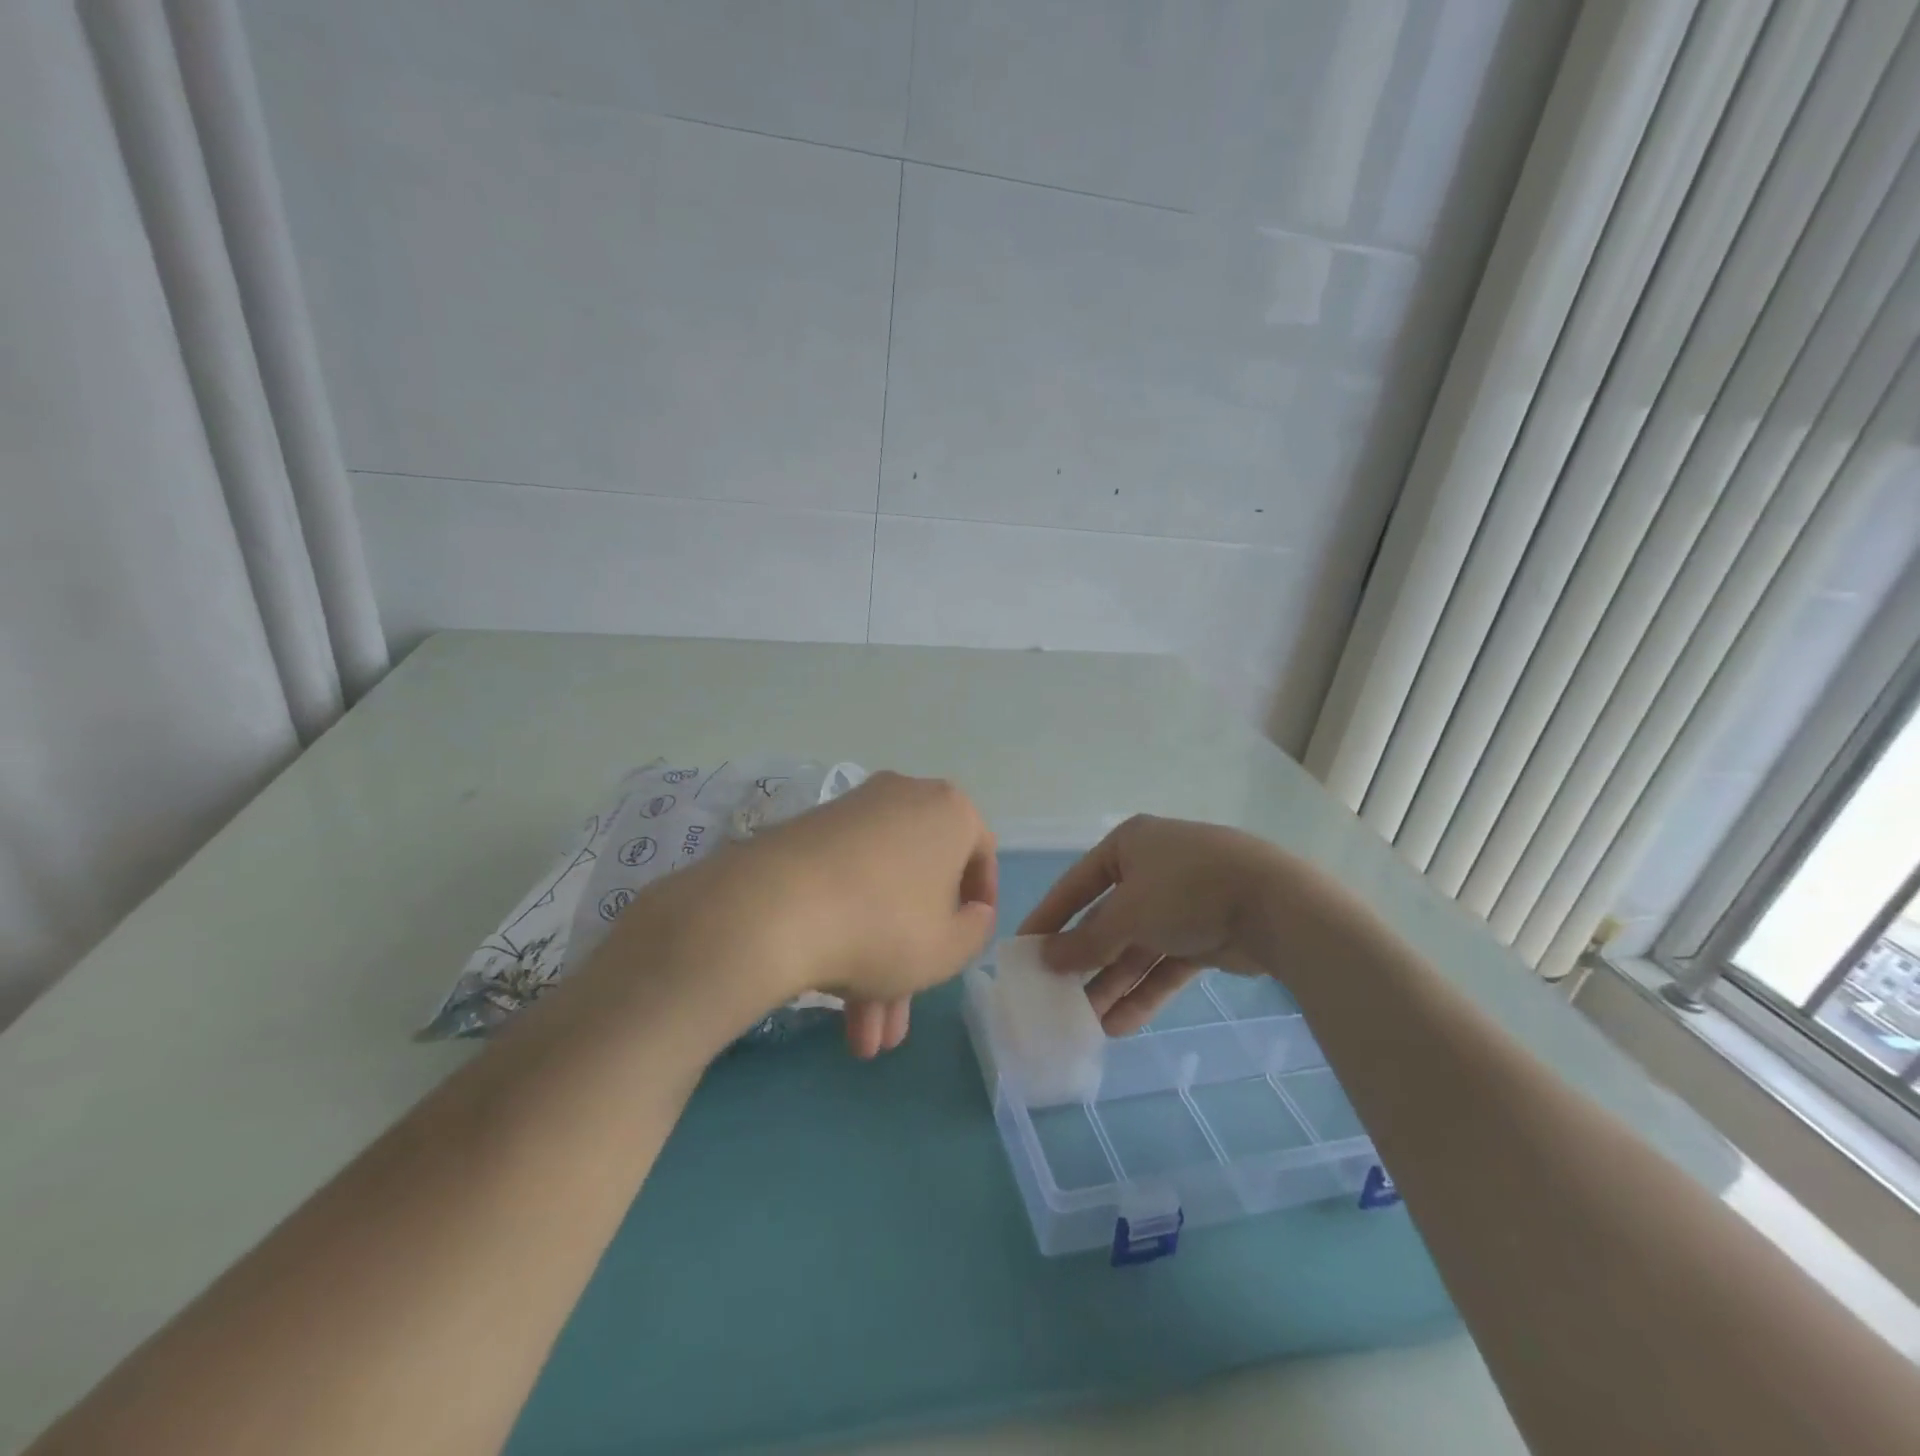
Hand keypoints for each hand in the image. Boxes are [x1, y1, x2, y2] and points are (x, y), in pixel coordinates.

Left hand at [720, 772, 997, 1056]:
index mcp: (949, 811)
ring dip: (875, 968)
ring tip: (859, 1040)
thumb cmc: (886, 926)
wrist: (775, 908)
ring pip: (879, 894)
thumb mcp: (949, 948)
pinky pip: (844, 884)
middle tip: (898, 1022)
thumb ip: (976, 930)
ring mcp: (851, 814)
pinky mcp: (807, 834)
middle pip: (920, 886)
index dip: (979, 904)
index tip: (965, 942)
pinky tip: (832, 996)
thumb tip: (971, 911)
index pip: (980, 853)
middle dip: (912, 962)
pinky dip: (846, 934)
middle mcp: (903, 798)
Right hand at [1018, 815, 1287, 1033]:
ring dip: (1112, 984)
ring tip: (1084, 1022)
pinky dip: (1144, 992)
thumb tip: (1046, 959)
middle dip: (1085, 960)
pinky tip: (1119, 1025)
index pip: (1077, 884)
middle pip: (1107, 920)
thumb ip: (1086, 941)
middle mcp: (1152, 870)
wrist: (1275, 905)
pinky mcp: (1205, 935)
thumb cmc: (1186, 890)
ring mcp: (1181, 904)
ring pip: (1136, 948)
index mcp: (1129, 846)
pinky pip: (1164, 965)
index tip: (1024, 949)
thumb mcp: (1127, 913)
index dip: (1049, 917)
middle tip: (1055, 994)